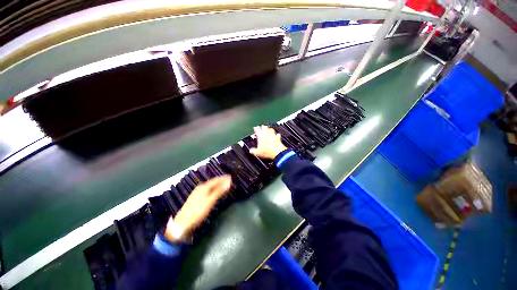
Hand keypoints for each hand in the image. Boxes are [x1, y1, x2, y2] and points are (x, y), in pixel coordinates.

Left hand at [165, 175, 230, 241]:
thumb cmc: (198, 211)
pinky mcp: (196, 198)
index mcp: (204, 187)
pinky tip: (214, 192)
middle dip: (221, 181)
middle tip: (228, 180)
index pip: (216, 180)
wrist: (182, 223)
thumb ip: (219, 191)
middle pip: (212, 182)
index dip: (223, 178)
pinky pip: (207, 190)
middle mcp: (200, 188)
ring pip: (210, 187)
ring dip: (217, 185)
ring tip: (223, 185)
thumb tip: (228, 182)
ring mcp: (197, 193)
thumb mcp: (210, 201)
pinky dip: (213, 189)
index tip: (230, 177)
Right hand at [249, 125, 287, 159]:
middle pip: (265, 127)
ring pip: (271, 129)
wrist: (278, 152)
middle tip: (262, 126)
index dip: (256, 128)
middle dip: (263, 127)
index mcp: (261, 136)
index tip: (255, 128)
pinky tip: (277, 134)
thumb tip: (251, 151)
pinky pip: (278, 135)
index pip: (257, 129)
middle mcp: (267, 134)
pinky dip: (277, 134)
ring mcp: (273, 135)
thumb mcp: (258, 152)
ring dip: (269, 129)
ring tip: (269, 129)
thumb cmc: (268, 151)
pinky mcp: (278, 138)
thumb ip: (253, 151)